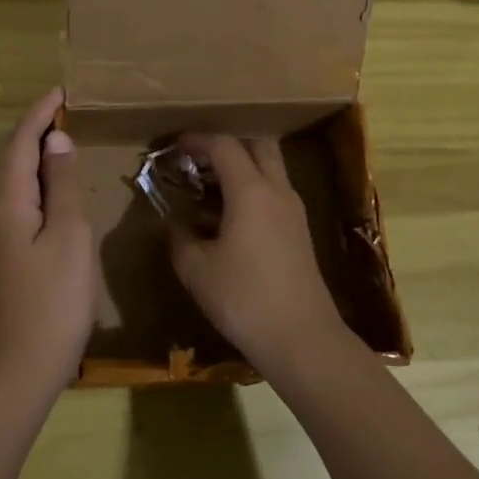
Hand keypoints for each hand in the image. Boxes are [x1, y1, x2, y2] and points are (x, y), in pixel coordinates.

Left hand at [0, 88, 97, 396]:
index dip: (39, 114)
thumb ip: (63, 184)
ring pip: (9, 179)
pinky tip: (51, 189)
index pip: (20, 142)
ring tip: (59, 140)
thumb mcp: (69, 236)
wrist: (19, 368)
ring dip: (31, 154)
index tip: (61, 91)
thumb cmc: (53, 299)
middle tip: (63, 110)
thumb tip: (56, 140)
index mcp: (7, 200)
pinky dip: (32, 180)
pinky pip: (14, 199)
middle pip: (9, 157)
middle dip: (32, 129)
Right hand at [167, 134, 347, 374]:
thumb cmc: (244, 298)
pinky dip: (252, 190)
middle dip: (228, 145)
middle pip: (258, 146)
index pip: (225, 146)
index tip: (177, 146)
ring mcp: (294, 211)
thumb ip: (180, 239)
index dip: (198, 140)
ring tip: (210, 189)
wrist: (301, 338)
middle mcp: (277, 191)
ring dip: (242, 168)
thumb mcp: (197, 270)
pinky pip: (274, 193)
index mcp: (250, 190)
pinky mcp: (300, 232)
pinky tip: (230, 218)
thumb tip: (176, 226)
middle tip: (199, 160)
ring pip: (270, 169)